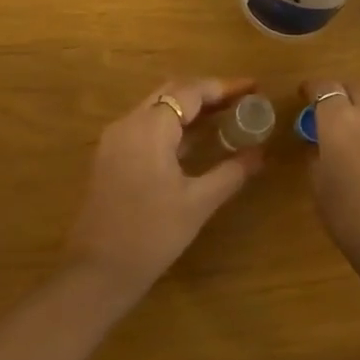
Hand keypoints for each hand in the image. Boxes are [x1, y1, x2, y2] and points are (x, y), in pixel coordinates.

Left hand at [60, 78, 263, 302]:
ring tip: (225, 117)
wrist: (98, 271)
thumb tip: (260, 154)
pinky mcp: (110, 158)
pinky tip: (194, 142)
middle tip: (241, 101)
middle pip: (170, 93)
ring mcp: (114, 141)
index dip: (224, 87)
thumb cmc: (152, 234)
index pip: (190, 92)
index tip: (253, 88)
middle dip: (207, 93)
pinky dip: (172, 126)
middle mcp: (127, 124)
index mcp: (149, 128)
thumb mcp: (198, 203)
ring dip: (189, 109)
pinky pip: (145, 127)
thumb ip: (231, 172)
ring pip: (156, 109)